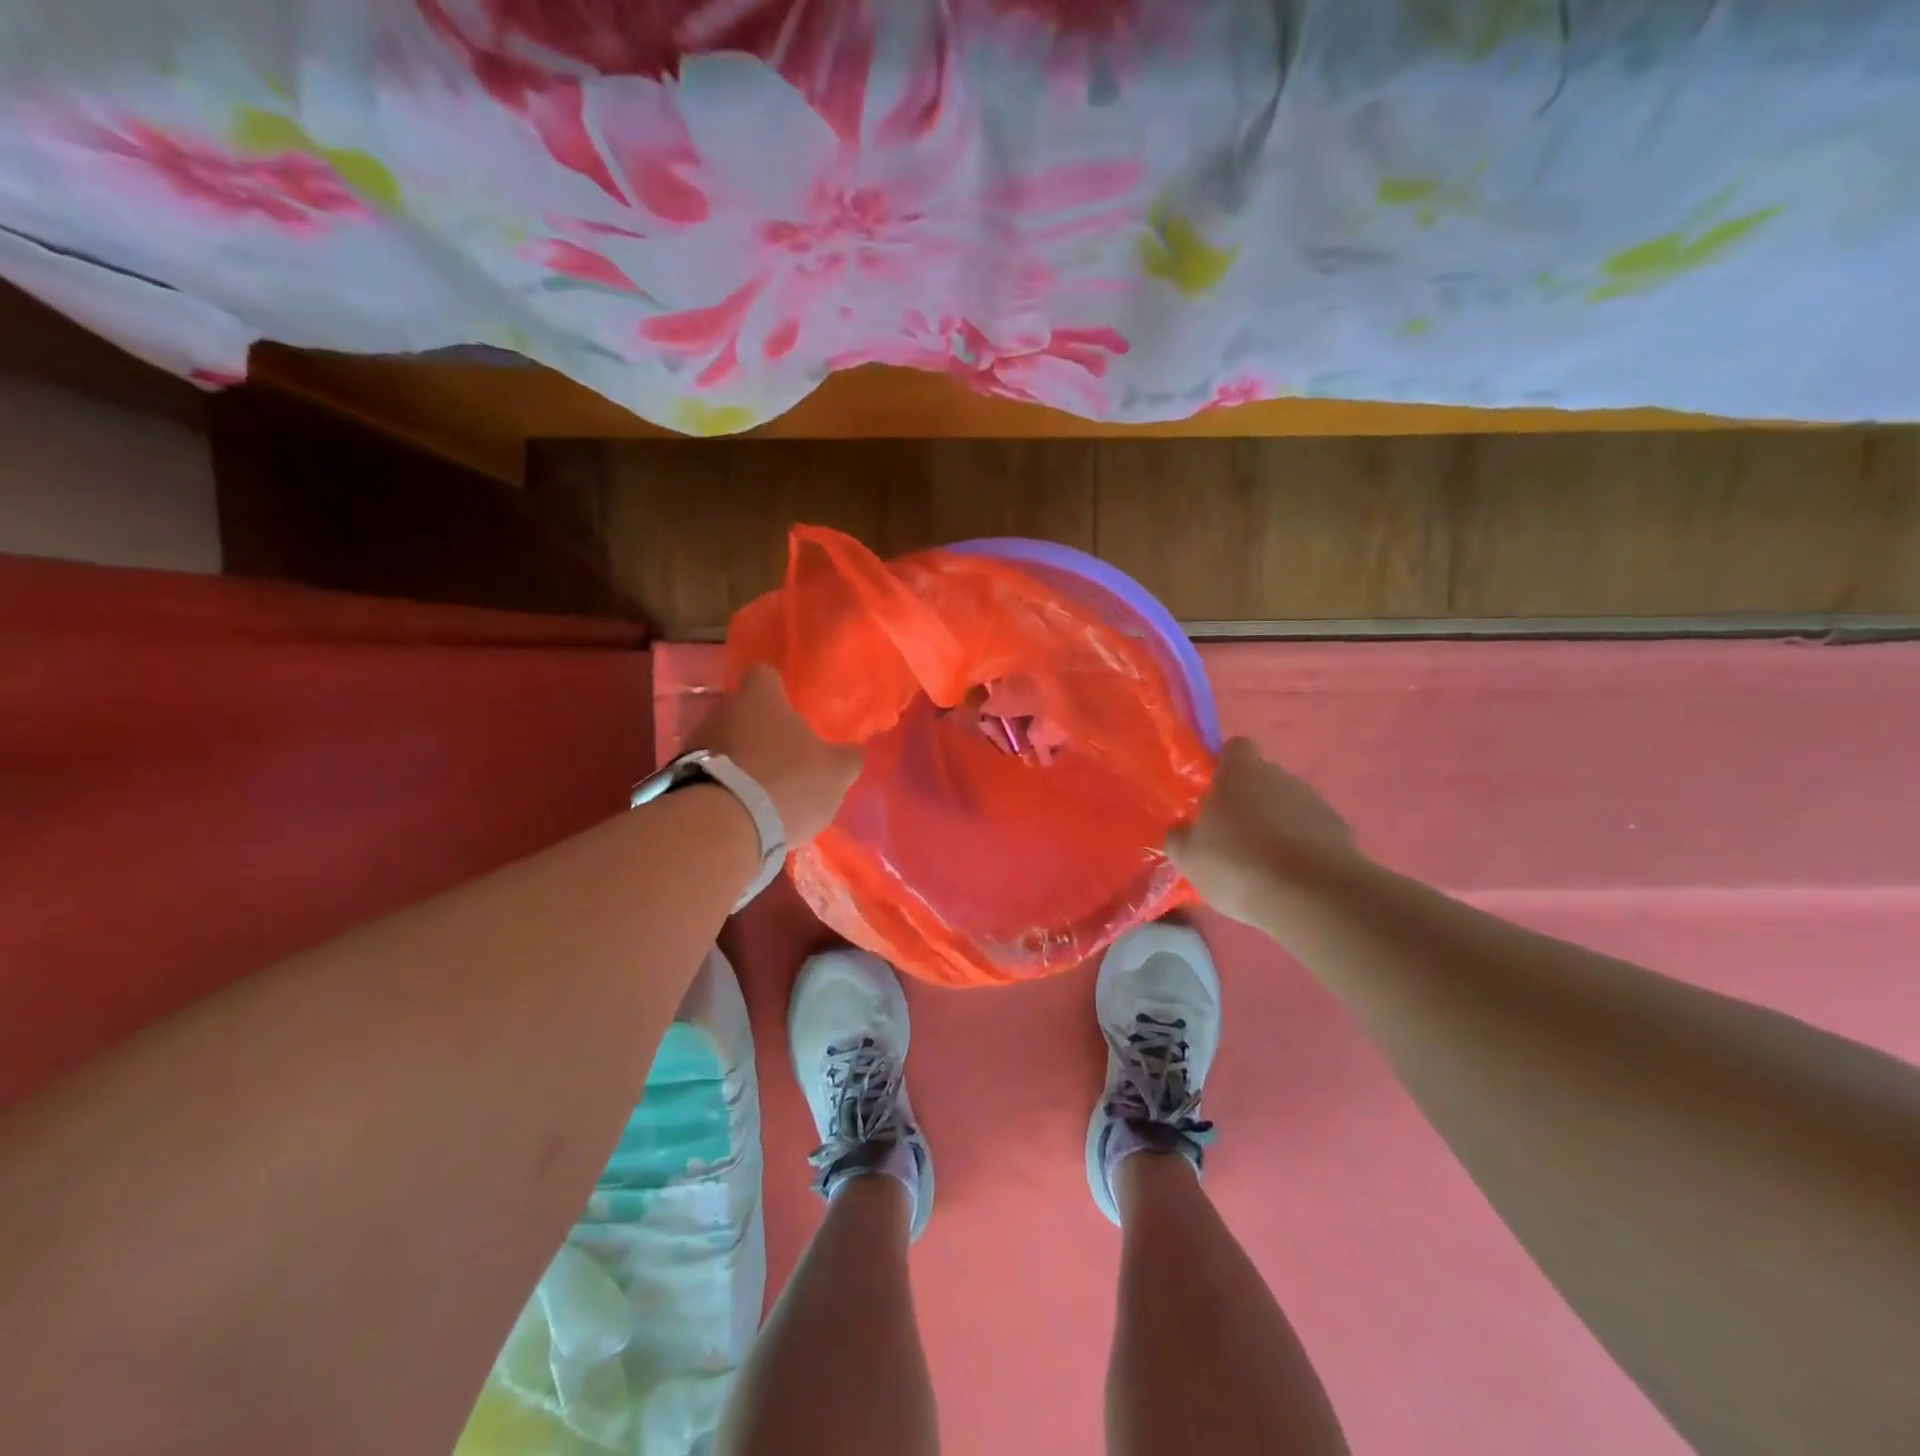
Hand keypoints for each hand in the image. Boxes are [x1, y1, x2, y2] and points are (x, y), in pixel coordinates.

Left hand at [688, 665, 862, 844]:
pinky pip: (709, 774)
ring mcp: (694, 743)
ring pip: (725, 744)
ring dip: (741, 761)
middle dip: (761, 731)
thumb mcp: (835, 773)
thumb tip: (852, 753)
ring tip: (763, 792)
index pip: (767, 676)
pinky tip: (742, 811)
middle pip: (744, 712)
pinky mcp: (678, 778)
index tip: (794, 711)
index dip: (781, 691)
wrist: (722, 826)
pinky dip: (724, 787)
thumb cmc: (787, 782)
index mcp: (760, 697)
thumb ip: (847, 758)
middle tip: (785, 757)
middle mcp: (722, 709)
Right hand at [1166, 737, 1359, 925]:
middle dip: (1248, 803)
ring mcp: (1315, 803)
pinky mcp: (1340, 832)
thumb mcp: (1188, 856)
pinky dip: (1299, 849)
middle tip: (1230, 839)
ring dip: (1274, 827)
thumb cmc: (1238, 864)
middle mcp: (1280, 777)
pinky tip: (1289, 879)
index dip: (1224, 766)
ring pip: (1286, 807)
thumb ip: (1180, 836)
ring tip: (1261, 867)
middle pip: (1261, 779)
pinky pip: (1310, 833)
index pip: (1235, 748)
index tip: (1214, 794)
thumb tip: (1183, 830)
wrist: (1313, 896)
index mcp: (1241, 772)